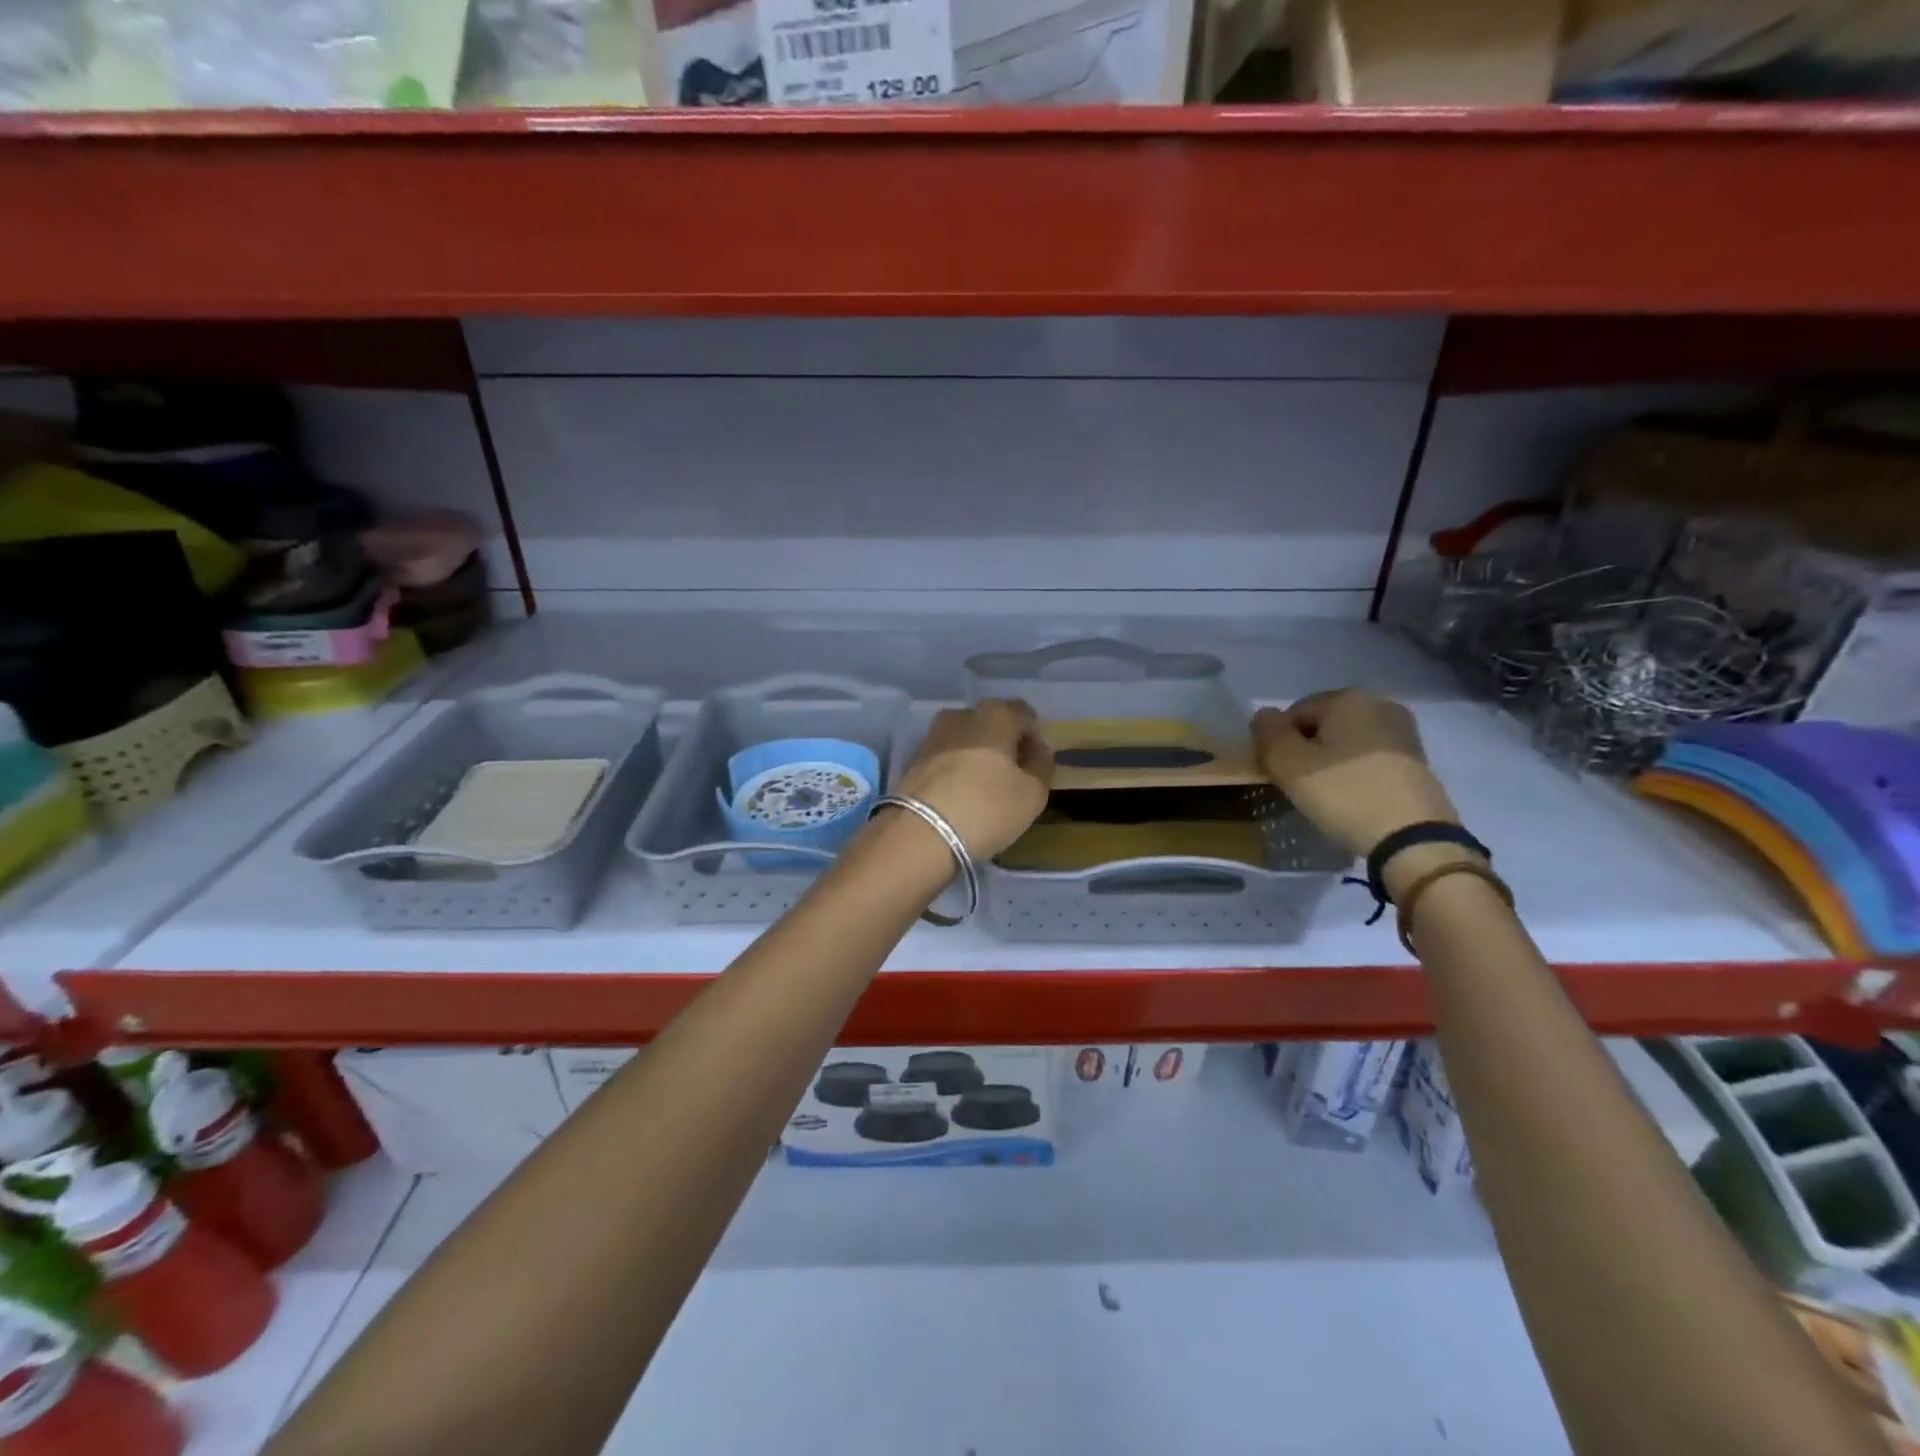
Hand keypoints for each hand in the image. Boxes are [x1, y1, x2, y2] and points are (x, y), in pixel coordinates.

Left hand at [893, 699, 1052, 859]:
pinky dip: (957, 770)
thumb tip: (1036, 752)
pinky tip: (961, 796)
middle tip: (1014, 779)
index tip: (1038, 767)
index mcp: (996, 714)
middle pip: (993, 725)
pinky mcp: (913, 759)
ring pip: (967, 740)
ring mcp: (933, 735)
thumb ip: (1042, 766)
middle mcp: (962, 714)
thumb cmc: (986, 808)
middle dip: (1005, 747)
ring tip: (986, 790)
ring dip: (979, 758)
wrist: (919, 834)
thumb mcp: (1033, 793)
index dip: (1035, 740)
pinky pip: (946, 757)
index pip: (1025, 716)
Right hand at [1253, 689, 1459, 861]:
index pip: (1293, 713)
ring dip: (1330, 763)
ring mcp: (1403, 731)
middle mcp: (1379, 704)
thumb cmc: (1344, 794)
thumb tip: (1264, 715)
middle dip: (1306, 751)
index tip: (1280, 773)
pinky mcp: (1418, 760)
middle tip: (1300, 786)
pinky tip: (1352, 798)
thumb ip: (1268, 733)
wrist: (1414, 840)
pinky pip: (1370, 758)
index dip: (1279, 743)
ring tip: (1326, 795)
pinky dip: (1355, 773)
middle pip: (1322, 725)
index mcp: (1347, 698)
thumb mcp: (1289, 765)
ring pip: (1346, 742)